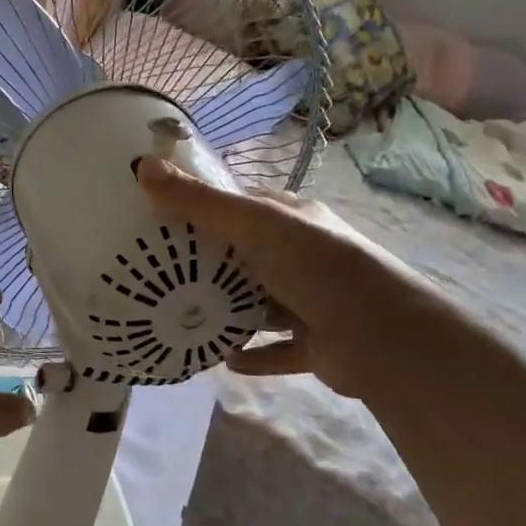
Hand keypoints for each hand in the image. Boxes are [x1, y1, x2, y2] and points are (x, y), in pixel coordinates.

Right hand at [136, 157, 423, 399]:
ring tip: (184, 318)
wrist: (382, 337)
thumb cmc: (316, 266)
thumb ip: (198, 202)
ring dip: (229, 312)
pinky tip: (222, 360)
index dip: (205, 208)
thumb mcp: (252, 224)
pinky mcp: (317, 344)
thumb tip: (142, 165)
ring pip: (260, 304)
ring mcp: (313, 301)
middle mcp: (304, 256)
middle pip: (247, 256)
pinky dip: (252, 355)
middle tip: (161, 274)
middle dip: (209, 265)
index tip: (163, 220)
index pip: (244, 206)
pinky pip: (276, 349)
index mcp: (293, 220)